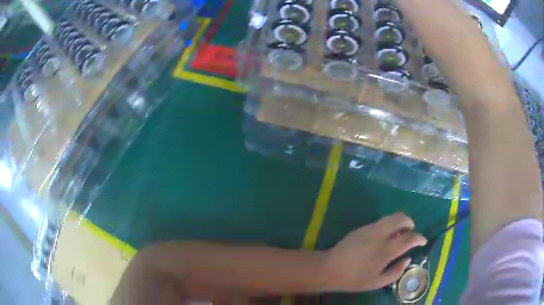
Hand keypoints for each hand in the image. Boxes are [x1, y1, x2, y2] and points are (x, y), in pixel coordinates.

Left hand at [321, 213, 426, 291]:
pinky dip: (389, 224)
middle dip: (410, 223)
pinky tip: (385, 236)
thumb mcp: (377, 282)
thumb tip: (407, 259)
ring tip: (400, 233)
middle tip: (411, 232)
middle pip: (401, 218)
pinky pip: (381, 221)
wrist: (330, 268)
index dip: (419, 238)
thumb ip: (396, 271)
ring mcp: (370, 229)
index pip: (409, 238)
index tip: (423, 241)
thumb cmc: (354, 279)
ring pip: (391, 217)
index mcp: (386, 250)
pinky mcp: (362, 227)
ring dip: (400, 222)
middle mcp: (380, 235)